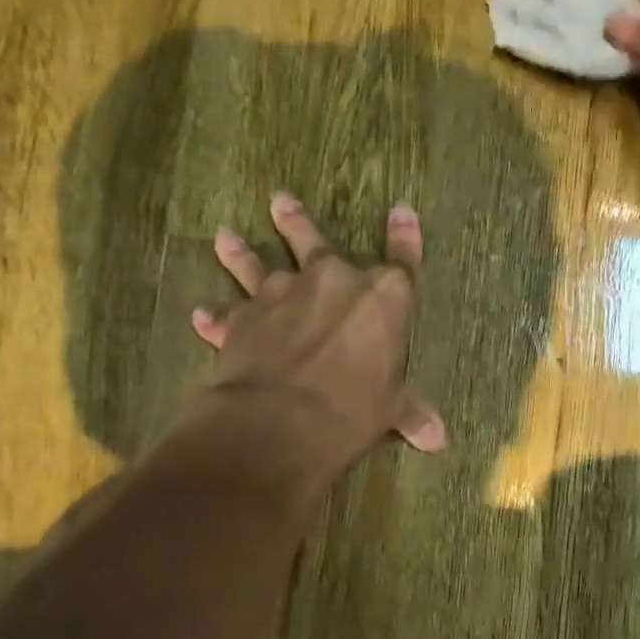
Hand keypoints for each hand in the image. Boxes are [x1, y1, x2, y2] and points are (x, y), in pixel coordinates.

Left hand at [189, 191, 445, 473]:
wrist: (283, 419)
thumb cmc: (354, 408)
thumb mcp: (391, 410)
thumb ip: (411, 412)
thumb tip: (438, 438)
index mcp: (383, 296)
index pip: (402, 258)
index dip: (405, 234)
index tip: (401, 210)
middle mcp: (333, 280)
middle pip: (315, 242)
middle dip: (297, 221)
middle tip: (279, 199)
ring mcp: (284, 294)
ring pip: (258, 265)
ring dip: (241, 251)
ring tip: (225, 235)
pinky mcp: (244, 317)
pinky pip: (227, 313)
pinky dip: (215, 317)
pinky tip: (201, 314)